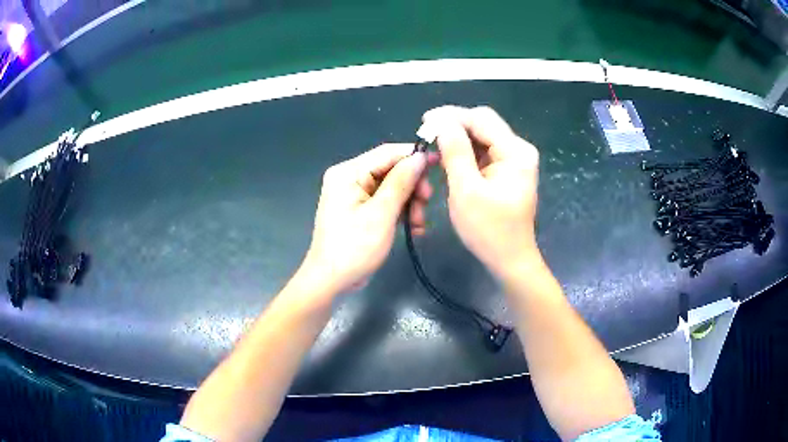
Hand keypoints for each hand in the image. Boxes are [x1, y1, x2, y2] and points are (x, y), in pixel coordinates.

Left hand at [300, 144, 433, 295]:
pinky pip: (386, 202)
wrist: (331, 281)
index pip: (387, 153)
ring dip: (410, 203)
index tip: (439, 163)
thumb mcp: (381, 214)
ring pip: (392, 188)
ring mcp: (354, 195)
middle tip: (427, 203)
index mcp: (348, 173)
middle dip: (412, 187)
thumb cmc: (354, 248)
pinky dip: (401, 213)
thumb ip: (401, 182)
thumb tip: (420, 156)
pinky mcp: (360, 210)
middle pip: (391, 171)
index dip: (414, 156)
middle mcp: (349, 178)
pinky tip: (413, 229)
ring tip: (419, 224)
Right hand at [422, 106, 539, 277]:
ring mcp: (514, 160)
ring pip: (482, 136)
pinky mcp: (507, 170)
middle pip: (483, 124)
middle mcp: (518, 150)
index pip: (481, 119)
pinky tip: (448, 156)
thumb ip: (455, 152)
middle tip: (426, 133)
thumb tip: (441, 122)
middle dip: (454, 125)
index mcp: (515, 152)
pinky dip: (465, 151)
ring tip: (432, 144)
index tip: (424, 121)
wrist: (509, 259)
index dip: (451, 116)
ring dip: (458, 138)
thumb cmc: (488, 230)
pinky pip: (483, 151)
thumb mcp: (467, 190)